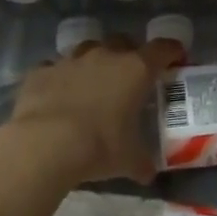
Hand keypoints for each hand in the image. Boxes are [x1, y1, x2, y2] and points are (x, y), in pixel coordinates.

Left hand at [0, 36, 185, 187]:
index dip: (172, 51)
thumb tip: (148, 174)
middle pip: (123, 41)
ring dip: (93, 61)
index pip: (163, 49)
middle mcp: (105, 56)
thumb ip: (142, 162)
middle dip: (129, 53)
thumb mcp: (129, 160)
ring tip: (92, 83)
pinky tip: (56, 95)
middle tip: (130, 75)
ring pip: (87, 49)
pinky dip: (58, 78)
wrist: (44, 145)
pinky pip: (53, 68)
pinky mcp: (41, 72)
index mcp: (135, 70)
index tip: (176, 59)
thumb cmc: (98, 147)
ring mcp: (70, 60)